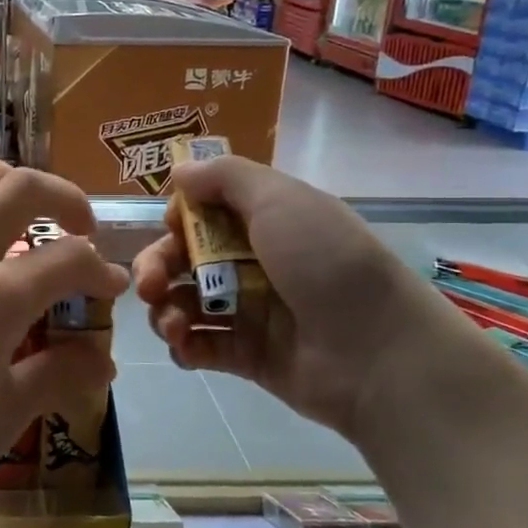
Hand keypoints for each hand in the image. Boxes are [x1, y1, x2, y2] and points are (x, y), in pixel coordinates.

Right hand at [132, 156, 452, 435]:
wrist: (378, 352)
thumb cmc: (326, 262)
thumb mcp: (279, 198)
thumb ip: (223, 177)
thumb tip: (178, 171)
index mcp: (263, 221)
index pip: (203, 213)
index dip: (178, 219)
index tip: (172, 228)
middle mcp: (252, 262)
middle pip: (184, 259)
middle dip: (156, 268)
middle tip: (149, 286)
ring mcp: (248, 311)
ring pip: (184, 303)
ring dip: (164, 310)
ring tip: (173, 325)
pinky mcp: (245, 357)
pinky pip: (199, 346)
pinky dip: (183, 346)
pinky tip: (184, 347)